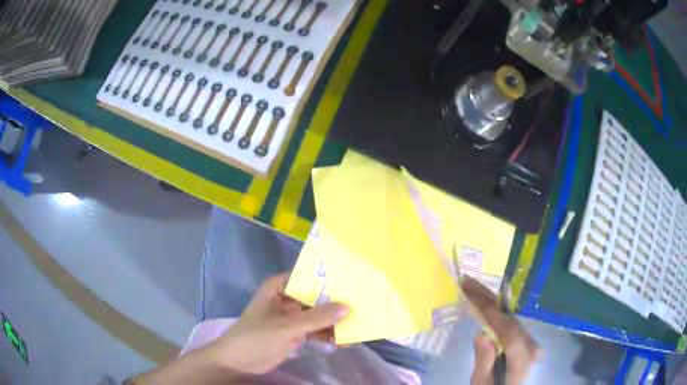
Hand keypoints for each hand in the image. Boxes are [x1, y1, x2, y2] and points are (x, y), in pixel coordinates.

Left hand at [206, 273, 349, 374]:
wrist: (238, 362)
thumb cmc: (256, 337)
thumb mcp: (286, 327)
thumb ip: (316, 318)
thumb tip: (348, 306)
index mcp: (279, 286)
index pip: (308, 275)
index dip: (330, 276)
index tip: (354, 279)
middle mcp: (287, 298)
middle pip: (316, 296)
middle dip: (337, 302)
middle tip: (363, 304)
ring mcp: (292, 317)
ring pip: (318, 314)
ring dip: (334, 321)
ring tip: (358, 326)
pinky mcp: (295, 333)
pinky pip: (316, 329)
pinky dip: (328, 334)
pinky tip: (344, 341)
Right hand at [461, 277, 541, 384]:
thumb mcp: (482, 383)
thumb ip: (484, 361)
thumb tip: (481, 335)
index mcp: (523, 362)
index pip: (510, 334)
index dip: (494, 316)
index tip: (476, 299)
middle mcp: (533, 348)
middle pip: (511, 321)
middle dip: (489, 301)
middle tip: (469, 283)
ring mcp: (532, 343)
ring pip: (511, 319)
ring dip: (492, 303)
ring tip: (474, 287)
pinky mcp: (528, 342)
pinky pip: (512, 324)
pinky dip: (498, 312)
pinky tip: (490, 299)